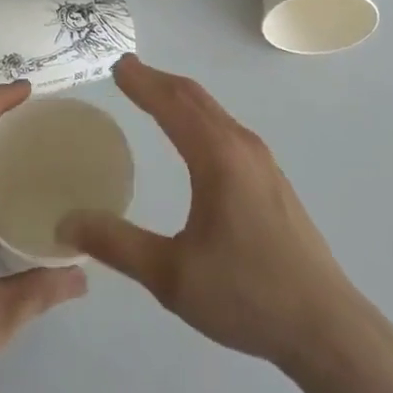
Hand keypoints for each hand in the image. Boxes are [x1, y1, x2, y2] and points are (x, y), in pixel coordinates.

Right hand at [57, 55, 364, 373]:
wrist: (326, 327)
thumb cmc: (246, 296)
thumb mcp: (172, 276)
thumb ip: (117, 245)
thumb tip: (67, 223)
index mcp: (217, 157)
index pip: (172, 104)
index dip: (142, 82)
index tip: (116, 65)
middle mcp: (242, 146)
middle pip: (195, 97)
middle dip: (159, 80)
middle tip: (127, 71)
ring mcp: (262, 161)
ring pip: (214, 112)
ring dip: (180, 97)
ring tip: (152, 95)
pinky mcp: (272, 180)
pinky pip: (226, 128)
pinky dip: (199, 116)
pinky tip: (192, 137)